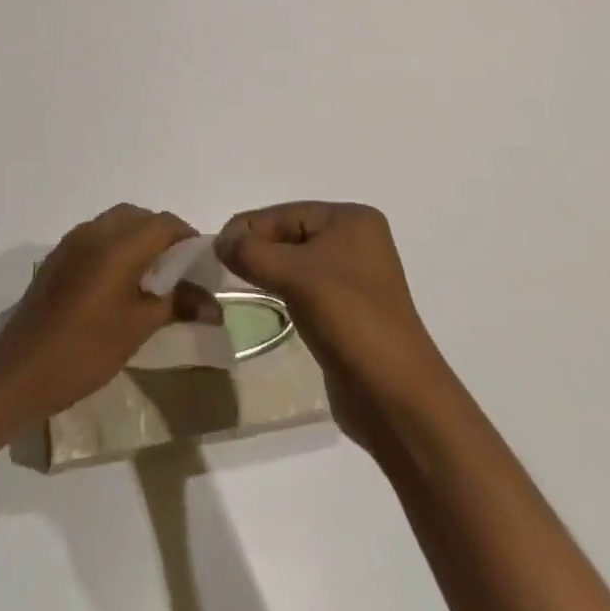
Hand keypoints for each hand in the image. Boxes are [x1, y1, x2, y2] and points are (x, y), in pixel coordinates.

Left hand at [0, 204, 209, 418]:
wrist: (20, 370)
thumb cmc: (85, 349)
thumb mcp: (138, 327)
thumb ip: (177, 304)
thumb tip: (214, 305)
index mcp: (117, 244)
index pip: (163, 223)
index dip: (187, 238)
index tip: (202, 264)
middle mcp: (94, 232)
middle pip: (139, 217)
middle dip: (162, 235)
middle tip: (179, 270)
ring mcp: (72, 242)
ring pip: (115, 223)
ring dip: (138, 239)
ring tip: (151, 278)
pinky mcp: (58, 257)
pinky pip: (96, 237)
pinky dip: (116, 247)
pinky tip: (119, 283)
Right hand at [215, 202, 448, 446]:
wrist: (396, 397)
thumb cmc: (349, 320)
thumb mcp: (294, 276)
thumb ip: (251, 252)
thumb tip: (220, 242)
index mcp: (351, 220)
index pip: (285, 213)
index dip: (248, 228)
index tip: (213, 249)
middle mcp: (356, 240)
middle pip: (289, 234)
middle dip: (257, 248)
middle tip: (220, 266)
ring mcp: (353, 277)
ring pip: (295, 262)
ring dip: (267, 270)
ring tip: (237, 282)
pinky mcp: (347, 310)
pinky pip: (304, 287)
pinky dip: (281, 290)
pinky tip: (264, 300)